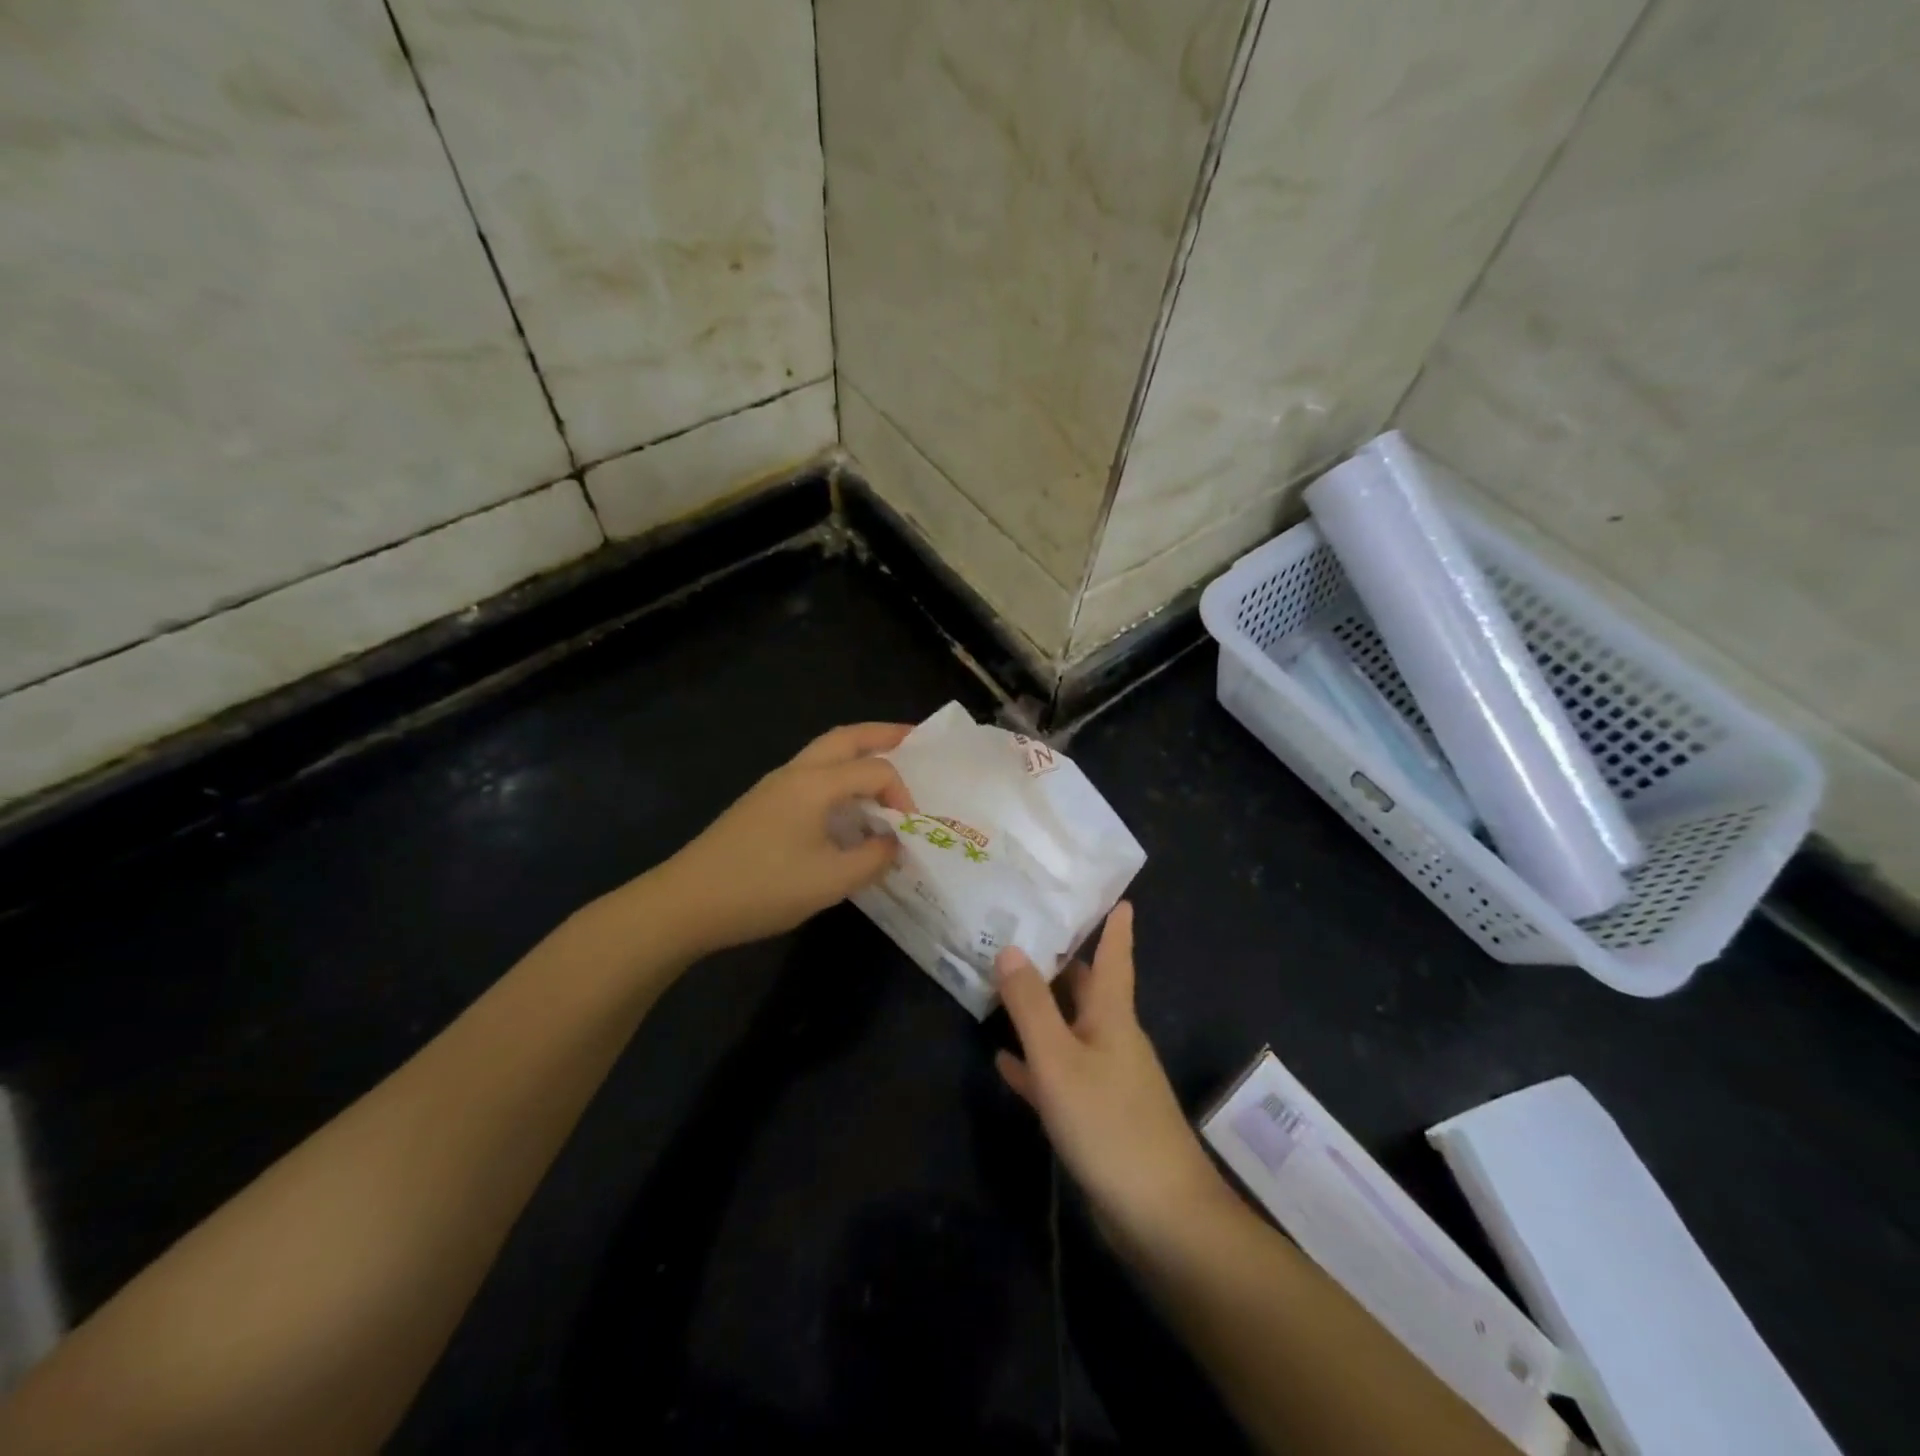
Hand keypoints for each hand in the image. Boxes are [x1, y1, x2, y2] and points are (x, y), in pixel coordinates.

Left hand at [658, 722, 915, 954]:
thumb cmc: (762, 888)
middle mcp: (795, 773)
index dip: (902, 794)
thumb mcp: (830, 881)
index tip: (910, 829)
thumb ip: (873, 858)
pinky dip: (838, 774)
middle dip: (882, 734)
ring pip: (824, 752)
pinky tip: (844, 803)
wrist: (686, 903)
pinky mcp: (761, 804)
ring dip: (857, 752)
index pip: (875, 770)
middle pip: (845, 737)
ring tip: (885, 763)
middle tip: (913, 738)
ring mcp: (773, 786)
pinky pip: (810, 774)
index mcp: (815, 783)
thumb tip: (893, 843)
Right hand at [995, 904, 1231, 1246]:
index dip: (1115, 927)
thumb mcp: (1059, 1060)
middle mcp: (1113, 1039)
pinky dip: (1036, 1063)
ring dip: (1042, 1011)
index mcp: (1112, 1017)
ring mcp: (1107, 1079)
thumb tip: (1011, 948)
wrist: (1160, 1217)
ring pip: (1070, 1030)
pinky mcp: (1097, 1116)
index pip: (1115, 957)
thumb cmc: (1109, 1124)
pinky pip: (1061, 1075)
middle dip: (1062, 963)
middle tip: (1027, 932)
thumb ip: (1031, 1006)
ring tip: (1005, 986)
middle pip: (1087, 990)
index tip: (1118, 896)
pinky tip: (1005, 1061)